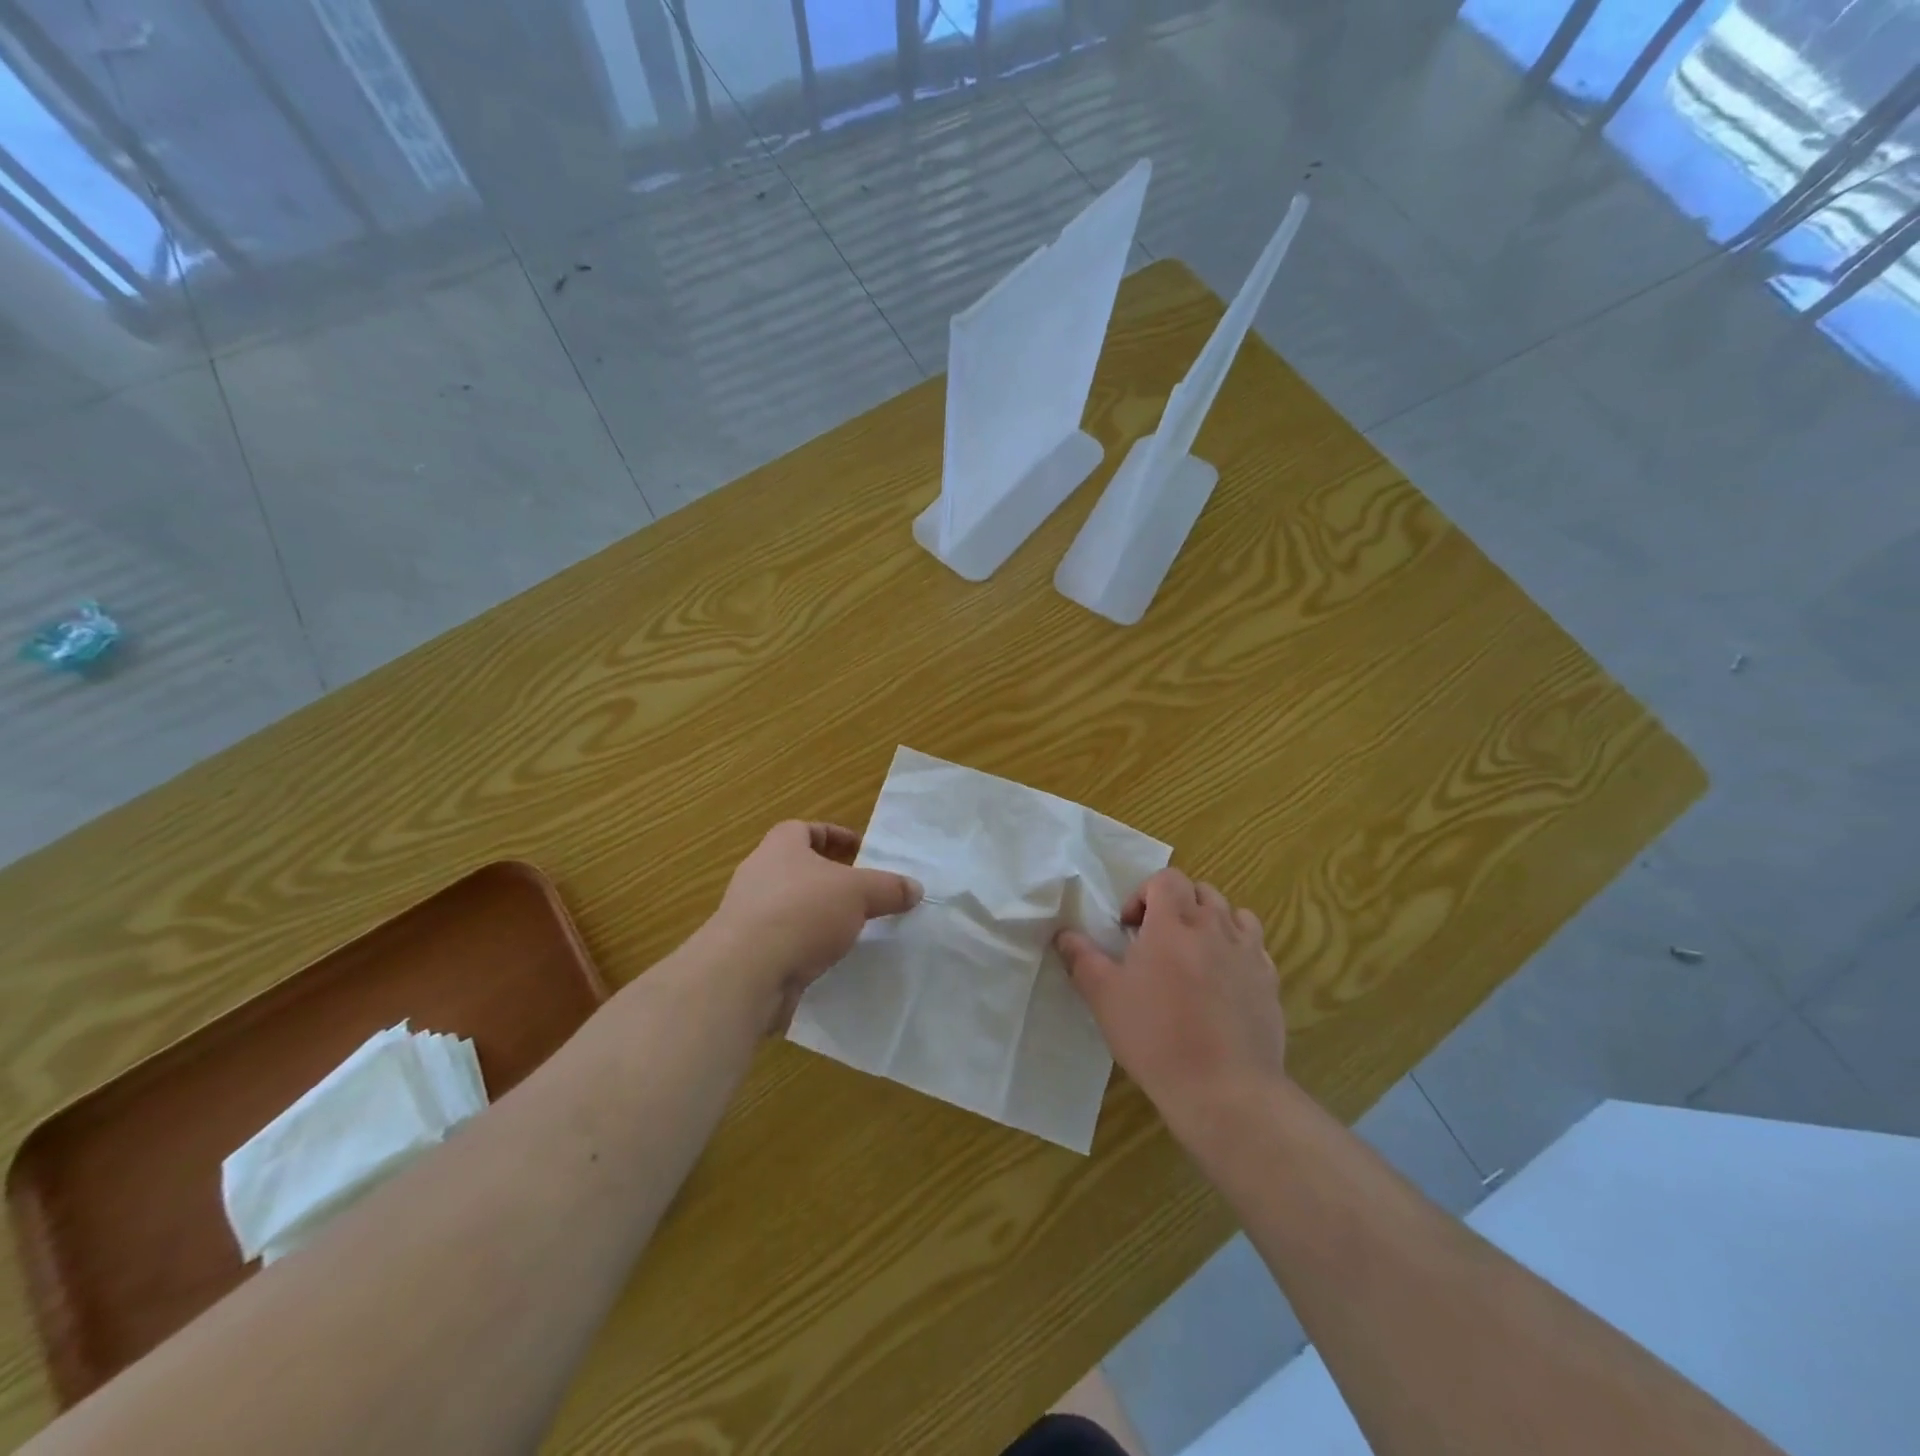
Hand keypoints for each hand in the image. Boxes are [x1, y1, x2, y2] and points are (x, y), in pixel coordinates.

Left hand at [706, 821, 921, 1031]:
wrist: (746, 972)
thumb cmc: (802, 912)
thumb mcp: (859, 893)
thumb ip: (888, 888)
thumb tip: (915, 888)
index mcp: (779, 847)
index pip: (803, 829)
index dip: (832, 835)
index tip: (858, 849)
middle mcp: (757, 875)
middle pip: (794, 867)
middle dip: (825, 877)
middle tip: (858, 891)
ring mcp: (746, 915)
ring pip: (787, 906)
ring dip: (813, 914)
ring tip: (847, 928)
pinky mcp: (745, 953)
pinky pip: (781, 941)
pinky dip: (802, 946)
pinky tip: (826, 960)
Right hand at [1055, 868, 1285, 1134]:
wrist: (1225, 1089)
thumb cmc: (1156, 1038)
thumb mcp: (1104, 998)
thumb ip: (1082, 959)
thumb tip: (1064, 934)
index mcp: (1173, 924)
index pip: (1166, 879)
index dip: (1144, 894)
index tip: (1130, 928)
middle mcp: (1214, 927)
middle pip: (1200, 890)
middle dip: (1176, 905)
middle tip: (1157, 940)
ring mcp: (1248, 952)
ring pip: (1232, 913)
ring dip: (1210, 921)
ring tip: (1193, 953)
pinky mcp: (1270, 980)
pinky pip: (1255, 945)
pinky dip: (1237, 947)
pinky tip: (1224, 978)